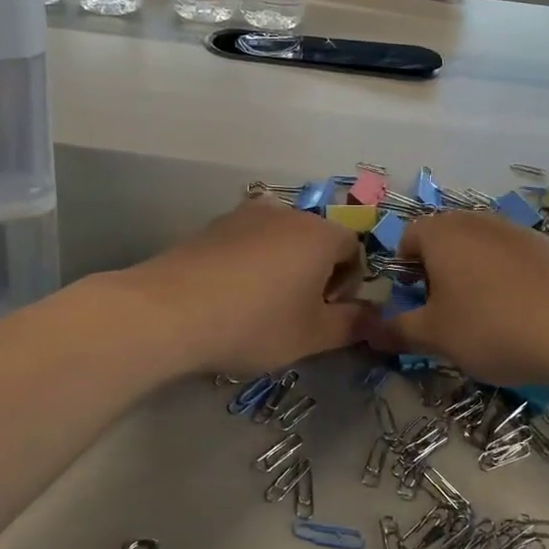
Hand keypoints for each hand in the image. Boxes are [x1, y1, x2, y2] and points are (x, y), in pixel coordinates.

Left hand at [118, 199, 366, 374]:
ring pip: (279, 241)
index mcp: (319, 234)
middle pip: (315, 241)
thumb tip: (378, 320)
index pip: (353, 249)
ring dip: (280, 268)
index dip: (347, 284)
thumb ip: (353, 325)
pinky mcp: (211, 226)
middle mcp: (285, 213)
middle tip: (294, 315)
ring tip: (257, 307)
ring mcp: (244, 215)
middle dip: (314, 275)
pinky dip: (249, 264)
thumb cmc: (255, 323)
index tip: (324, 314)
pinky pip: (246, 242)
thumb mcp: (312, 335)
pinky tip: (228, 296)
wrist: (170, 310)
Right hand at [376, 211, 548, 385]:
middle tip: (448, 314)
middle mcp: (476, 221)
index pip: (407, 239)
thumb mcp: (436, 337)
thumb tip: (367, 333)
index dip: (404, 272)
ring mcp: (516, 230)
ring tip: (488, 318)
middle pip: (444, 240)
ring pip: (480, 249)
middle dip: (439, 274)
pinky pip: (514, 259)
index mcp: (441, 233)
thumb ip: (397, 331)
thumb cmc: (492, 326)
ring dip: (474, 277)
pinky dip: (509, 280)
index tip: (416, 304)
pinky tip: (524, 314)